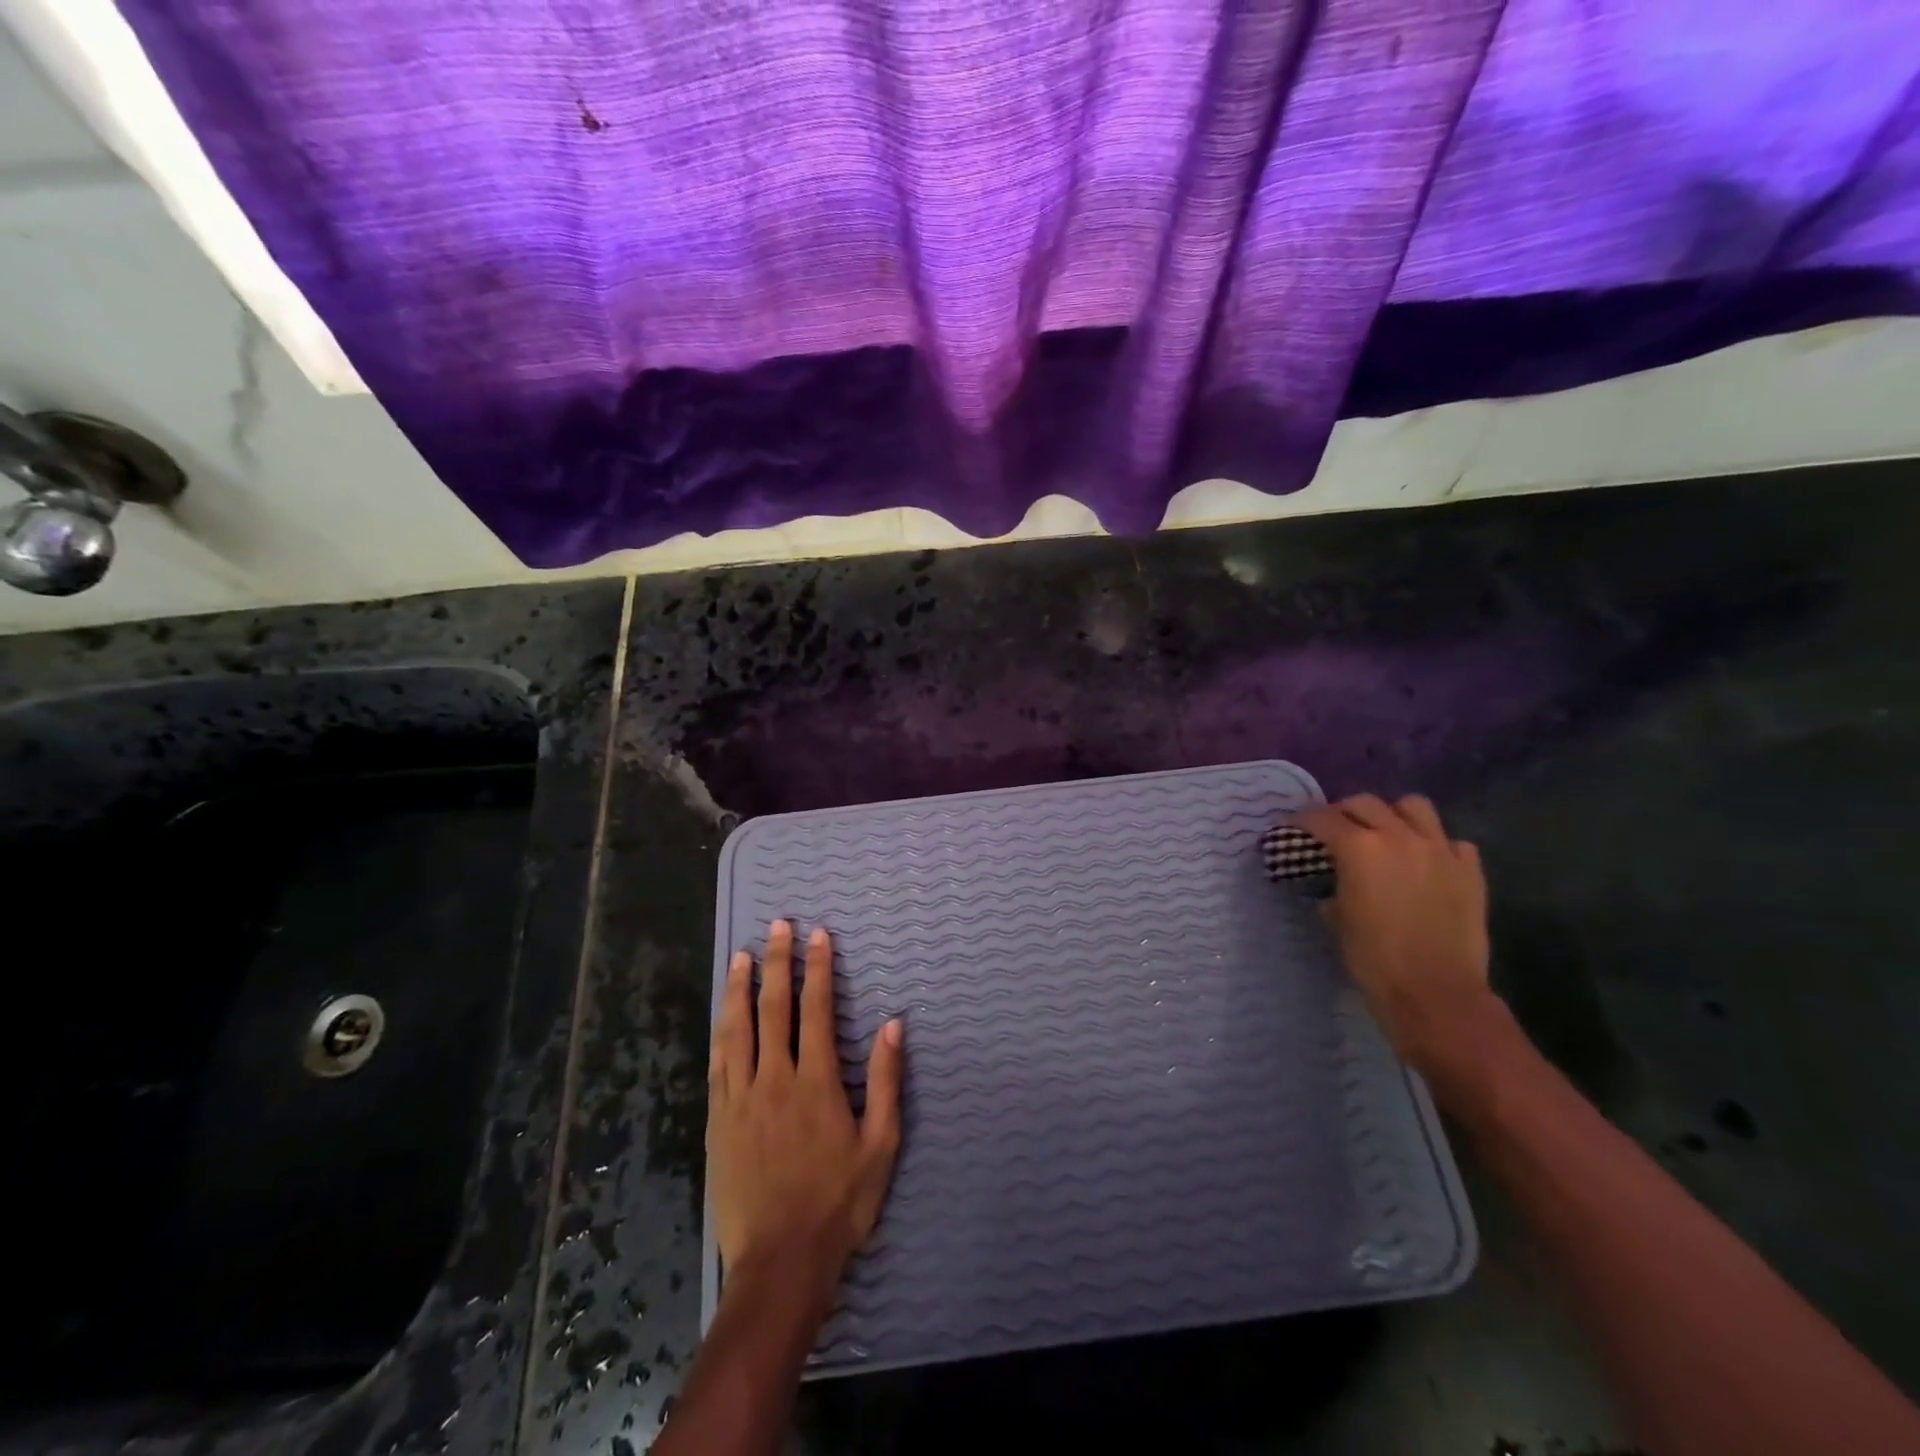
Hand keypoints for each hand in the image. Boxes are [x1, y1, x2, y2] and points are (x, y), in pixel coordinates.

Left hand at [708, 920, 903, 1289]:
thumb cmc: (838, 1202)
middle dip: (777, 962)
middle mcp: (774, 1079)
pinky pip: (717, 1064)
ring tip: (742, 956)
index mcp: (816, 1082)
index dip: (817, 969)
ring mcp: (740, 1099)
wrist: (780, 1262)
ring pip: (737, 1029)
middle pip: (773, 1008)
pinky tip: (722, 1015)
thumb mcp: (880, 1145)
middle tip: (777, 927)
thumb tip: (892, 1023)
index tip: (818, 936)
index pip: (816, 1010)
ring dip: (740, 988)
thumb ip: (886, 1080)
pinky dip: (721, 1031)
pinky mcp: (717, 1121)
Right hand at [1294, 794, 1499, 1076]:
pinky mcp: (1469, 870)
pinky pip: (1451, 841)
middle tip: (1334, 830)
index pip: (1321, 818)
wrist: (1436, 993)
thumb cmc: (1373, 958)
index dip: (1300, 820)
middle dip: (1343, 812)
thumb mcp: (1337, 919)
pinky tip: (1426, 863)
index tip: (1290, 827)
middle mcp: (1399, 836)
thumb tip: (1336, 884)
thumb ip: (1334, 888)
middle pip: (1365, 803)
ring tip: (1385, 832)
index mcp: (1359, 847)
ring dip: (1393, 814)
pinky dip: (1434, 844)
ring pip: (1413, 806)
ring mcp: (1440, 849)